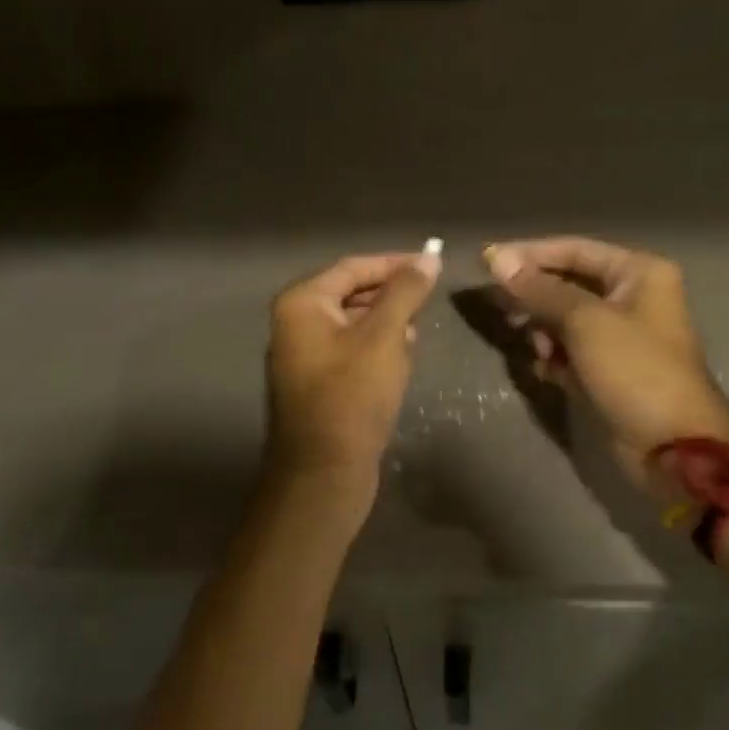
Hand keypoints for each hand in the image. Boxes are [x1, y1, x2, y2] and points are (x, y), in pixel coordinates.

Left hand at [263, 248, 439, 495]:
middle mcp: (295, 323)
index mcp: (302, 303)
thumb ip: (406, 292)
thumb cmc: (352, 396)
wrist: (324, 473)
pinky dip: (377, 349)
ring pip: (354, 324)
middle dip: (392, 296)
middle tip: (430, 300)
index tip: (433, 264)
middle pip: (351, 293)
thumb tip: (429, 256)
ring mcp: (304, 355)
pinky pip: (351, 351)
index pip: (353, 267)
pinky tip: (402, 359)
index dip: (395, 263)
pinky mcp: (317, 383)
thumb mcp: (384, 336)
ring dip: (388, 324)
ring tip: (419, 332)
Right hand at [484, 238, 728, 479]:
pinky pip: (569, 350)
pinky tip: (545, 371)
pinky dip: (554, 356)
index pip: (573, 249)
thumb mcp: (585, 322)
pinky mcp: (608, 369)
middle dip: (534, 297)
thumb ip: (539, 289)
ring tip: (535, 349)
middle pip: (567, 283)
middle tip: (502, 311)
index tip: (486, 263)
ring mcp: (620, 335)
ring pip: (564, 319)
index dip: (529, 254)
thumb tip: (496, 258)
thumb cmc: (635, 371)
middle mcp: (632, 296)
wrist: (673, 448)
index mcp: (638, 273)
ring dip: (543, 330)